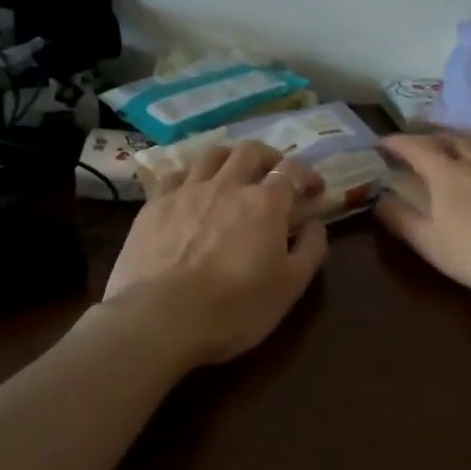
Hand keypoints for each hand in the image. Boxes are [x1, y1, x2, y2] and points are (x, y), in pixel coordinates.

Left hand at [102, 140, 329, 366]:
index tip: (315, 189)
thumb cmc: (234, 308)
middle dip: (269, 157)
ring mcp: (187, 191)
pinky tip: (190, 190)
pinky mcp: (154, 204)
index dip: (308, 175)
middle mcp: (227, 185)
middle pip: (251, 150)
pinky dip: (190, 176)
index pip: (294, 170)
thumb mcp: (290, 287)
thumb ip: (310, 249)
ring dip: (229, 159)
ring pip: (212, 155)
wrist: (160, 319)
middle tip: (274, 174)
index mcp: (265, 203)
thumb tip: (315, 223)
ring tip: (233, 174)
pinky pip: (174, 175)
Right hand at [376, 132, 470, 298]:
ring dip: (469, 136)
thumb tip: (377, 198)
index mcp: (447, 175)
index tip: (383, 143)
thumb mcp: (433, 246)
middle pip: (451, 138)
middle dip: (432, 137)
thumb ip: (402, 221)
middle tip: (423, 142)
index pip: (415, 148)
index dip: (397, 143)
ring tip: (464, 140)